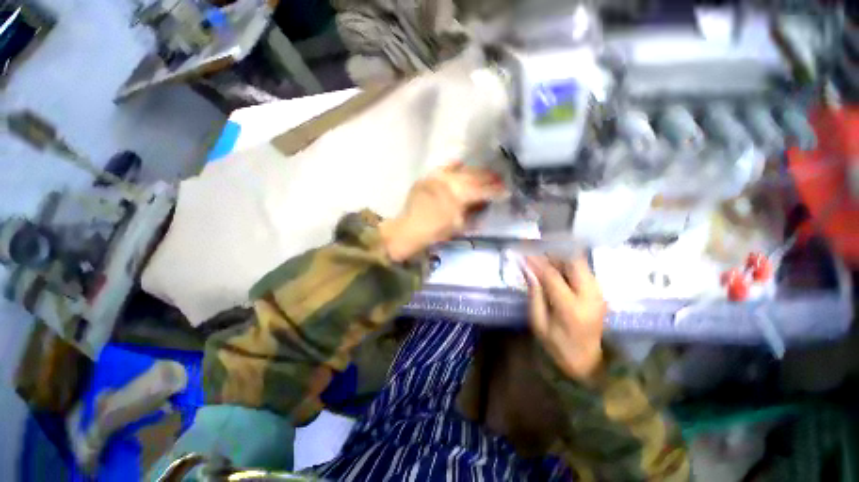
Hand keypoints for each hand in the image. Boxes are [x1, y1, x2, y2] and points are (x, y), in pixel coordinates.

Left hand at [380, 162, 504, 260]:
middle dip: (489, 178)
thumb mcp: (459, 225)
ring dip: (475, 171)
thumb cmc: (436, 232)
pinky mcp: (429, 176)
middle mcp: (450, 182)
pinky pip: (444, 167)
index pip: (483, 190)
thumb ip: (473, 211)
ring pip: (462, 170)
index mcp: (459, 196)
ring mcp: (438, 177)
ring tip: (484, 172)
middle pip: (474, 177)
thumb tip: (484, 201)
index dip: (496, 191)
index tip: (506, 190)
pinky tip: (462, 165)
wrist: (410, 229)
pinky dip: (455, 166)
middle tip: (499, 178)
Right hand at [523, 256, 606, 381]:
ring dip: (561, 256)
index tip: (524, 253)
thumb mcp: (539, 323)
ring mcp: (599, 294)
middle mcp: (590, 297)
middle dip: (554, 252)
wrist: (587, 362)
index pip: (552, 276)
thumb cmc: (557, 346)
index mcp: (571, 309)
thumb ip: (534, 294)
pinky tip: (556, 266)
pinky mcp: (600, 293)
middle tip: (536, 250)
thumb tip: (528, 269)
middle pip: (575, 262)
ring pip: (581, 263)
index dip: (536, 262)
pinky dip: (568, 264)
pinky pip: (584, 270)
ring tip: (543, 256)